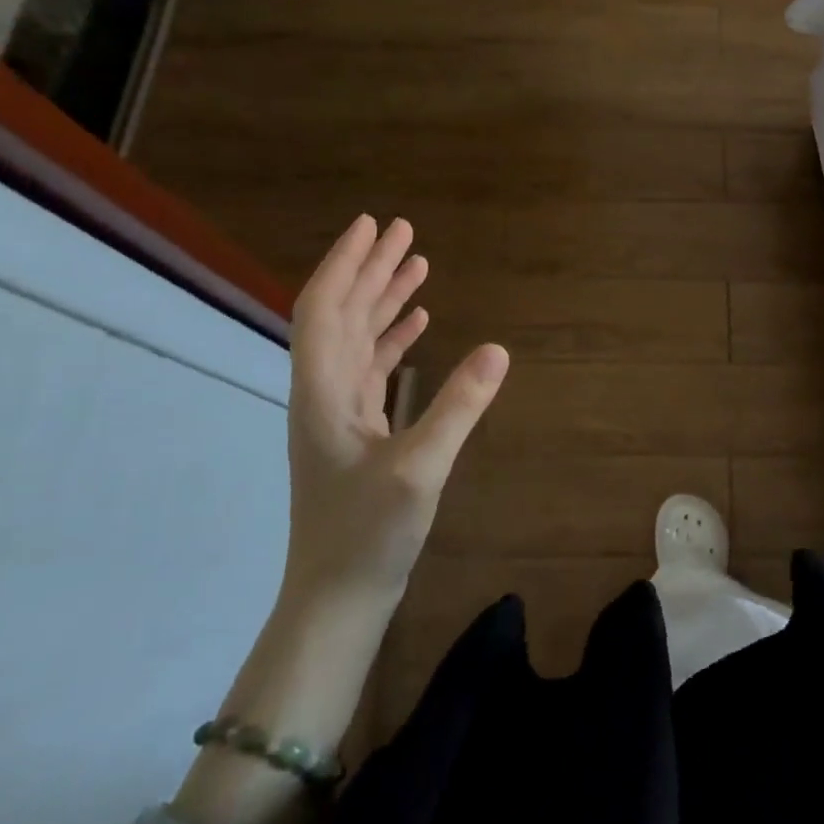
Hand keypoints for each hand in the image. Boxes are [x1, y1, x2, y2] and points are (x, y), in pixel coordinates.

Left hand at [283, 214, 508, 602]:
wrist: (337, 597)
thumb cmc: (367, 534)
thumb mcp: (419, 469)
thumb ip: (458, 407)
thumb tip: (499, 349)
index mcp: (324, 391)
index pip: (325, 309)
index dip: (346, 264)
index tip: (374, 226)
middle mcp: (324, 392)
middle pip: (343, 314)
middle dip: (371, 269)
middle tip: (405, 231)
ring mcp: (339, 412)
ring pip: (358, 338)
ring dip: (384, 299)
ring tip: (417, 265)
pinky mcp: (357, 431)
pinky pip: (373, 367)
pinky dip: (394, 338)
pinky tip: (420, 324)